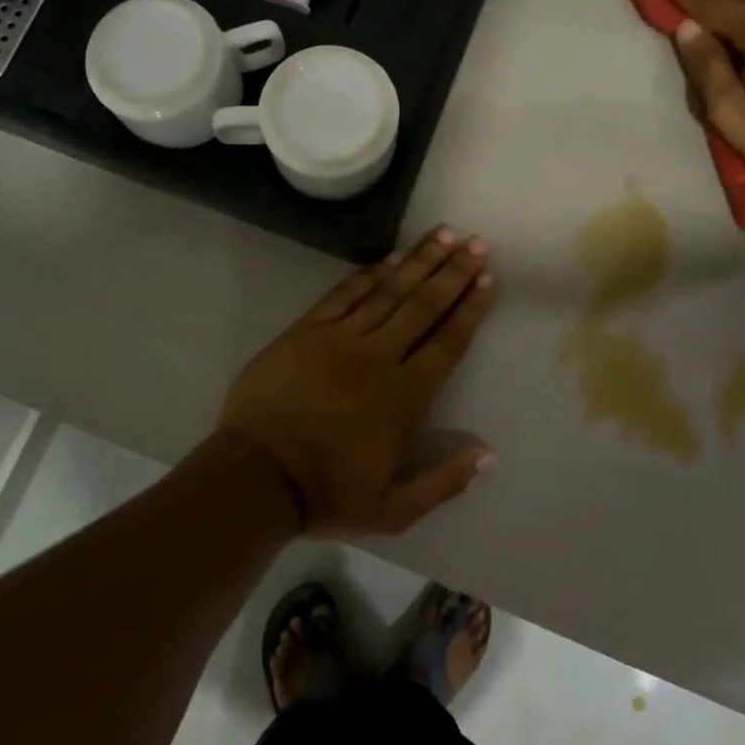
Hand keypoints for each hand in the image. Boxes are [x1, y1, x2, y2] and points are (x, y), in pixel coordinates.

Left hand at [215, 228, 496, 536]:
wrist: (256, 477)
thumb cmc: (326, 494)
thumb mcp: (392, 509)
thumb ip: (443, 482)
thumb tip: (488, 455)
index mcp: (405, 396)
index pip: (448, 342)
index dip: (470, 308)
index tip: (487, 279)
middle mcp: (379, 357)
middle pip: (424, 306)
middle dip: (453, 272)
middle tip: (476, 243)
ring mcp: (340, 339)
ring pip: (389, 291)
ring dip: (418, 261)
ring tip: (443, 234)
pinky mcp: (307, 331)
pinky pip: (345, 294)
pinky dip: (369, 274)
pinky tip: (390, 258)